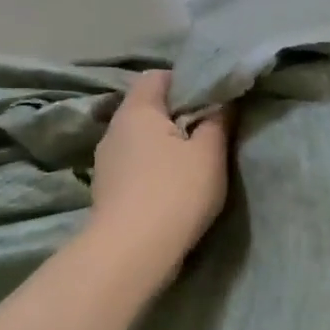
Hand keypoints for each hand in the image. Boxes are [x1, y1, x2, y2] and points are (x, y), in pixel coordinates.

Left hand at [87, 71, 232, 287]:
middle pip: (149, 108)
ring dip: (166, 146)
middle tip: (211, 131)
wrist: (131, 253)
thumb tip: (222, 101)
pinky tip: (173, 189)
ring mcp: (106, 162)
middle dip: (178, 115)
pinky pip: (136, 166)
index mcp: (137, 110)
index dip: (186, 81)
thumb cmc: (175, 192)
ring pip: (142, 140)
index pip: (157, 76)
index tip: (213, 100)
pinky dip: (154, 169)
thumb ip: (218, 121)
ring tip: (194, 163)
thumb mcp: (209, 153)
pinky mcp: (107, 191)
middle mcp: (114, 130)